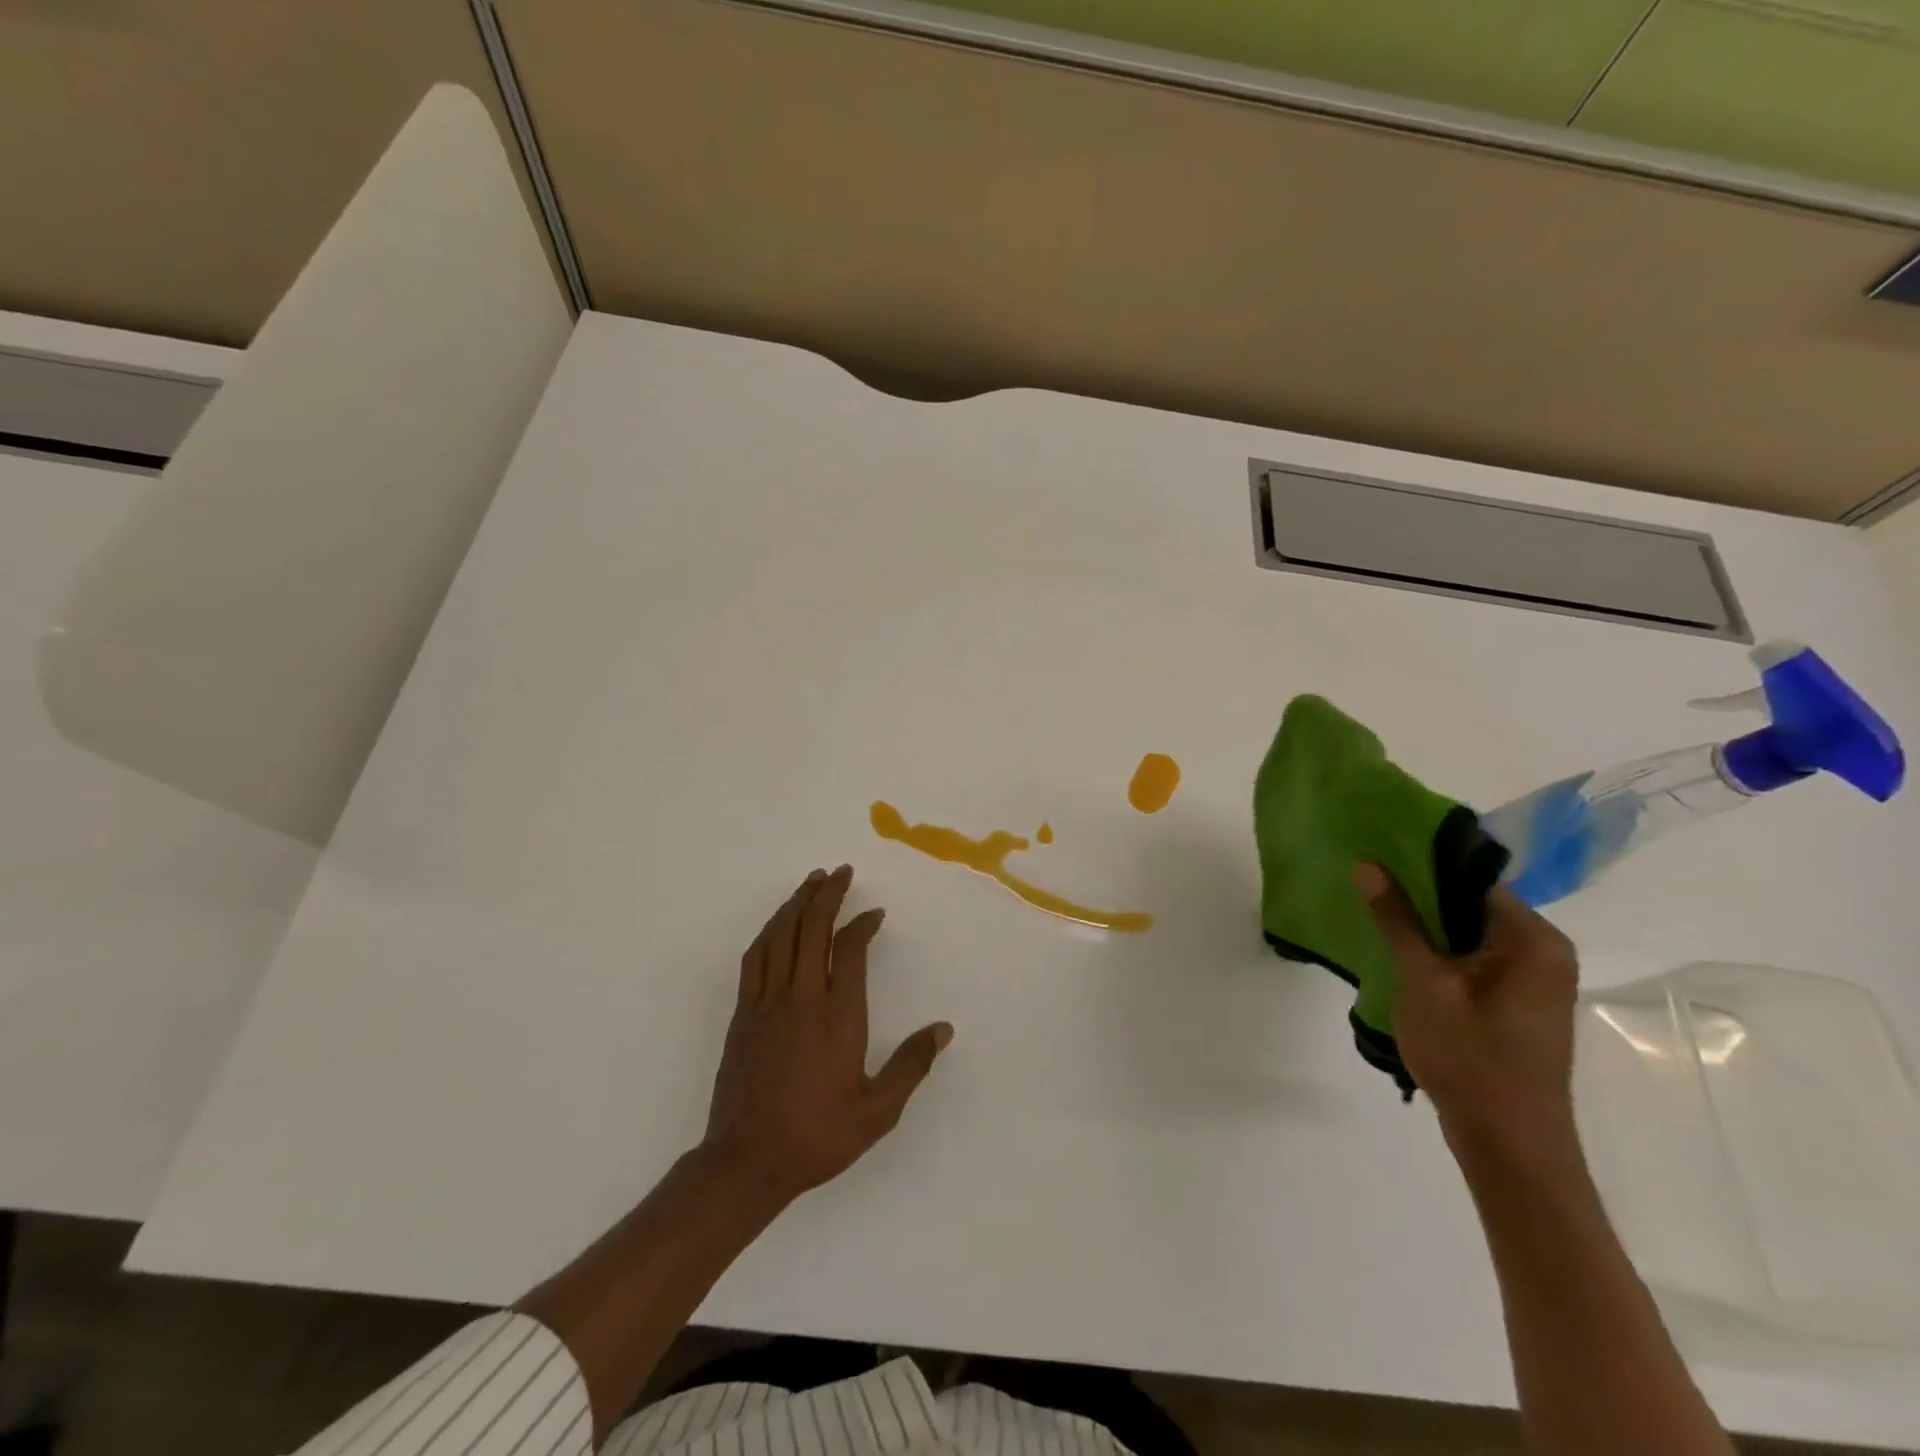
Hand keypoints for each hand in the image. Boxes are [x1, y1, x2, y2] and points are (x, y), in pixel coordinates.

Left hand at [703, 866, 952, 1205]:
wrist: (746, 1162)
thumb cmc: (817, 1136)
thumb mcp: (877, 1112)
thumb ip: (911, 1065)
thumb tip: (943, 1029)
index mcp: (837, 1016)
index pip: (849, 949)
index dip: (862, 924)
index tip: (875, 914)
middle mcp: (801, 998)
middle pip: (812, 929)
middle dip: (828, 895)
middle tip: (841, 872)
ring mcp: (767, 1002)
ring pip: (781, 936)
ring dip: (797, 903)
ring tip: (812, 881)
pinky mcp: (742, 1013)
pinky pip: (755, 958)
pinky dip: (768, 931)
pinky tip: (777, 923)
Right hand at [1356, 863, 1580, 1160]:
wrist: (1509, 1146)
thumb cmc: (1471, 1058)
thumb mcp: (1424, 983)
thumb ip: (1398, 921)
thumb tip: (1368, 865)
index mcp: (1533, 939)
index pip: (1472, 878)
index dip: (1420, 862)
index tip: (1373, 853)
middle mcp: (1542, 951)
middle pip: (1470, 902)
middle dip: (1417, 892)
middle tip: (1362, 880)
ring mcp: (1532, 978)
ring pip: (1467, 931)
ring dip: (1423, 923)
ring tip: (1371, 910)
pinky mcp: (1515, 1000)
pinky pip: (1472, 957)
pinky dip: (1437, 950)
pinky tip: (1398, 951)